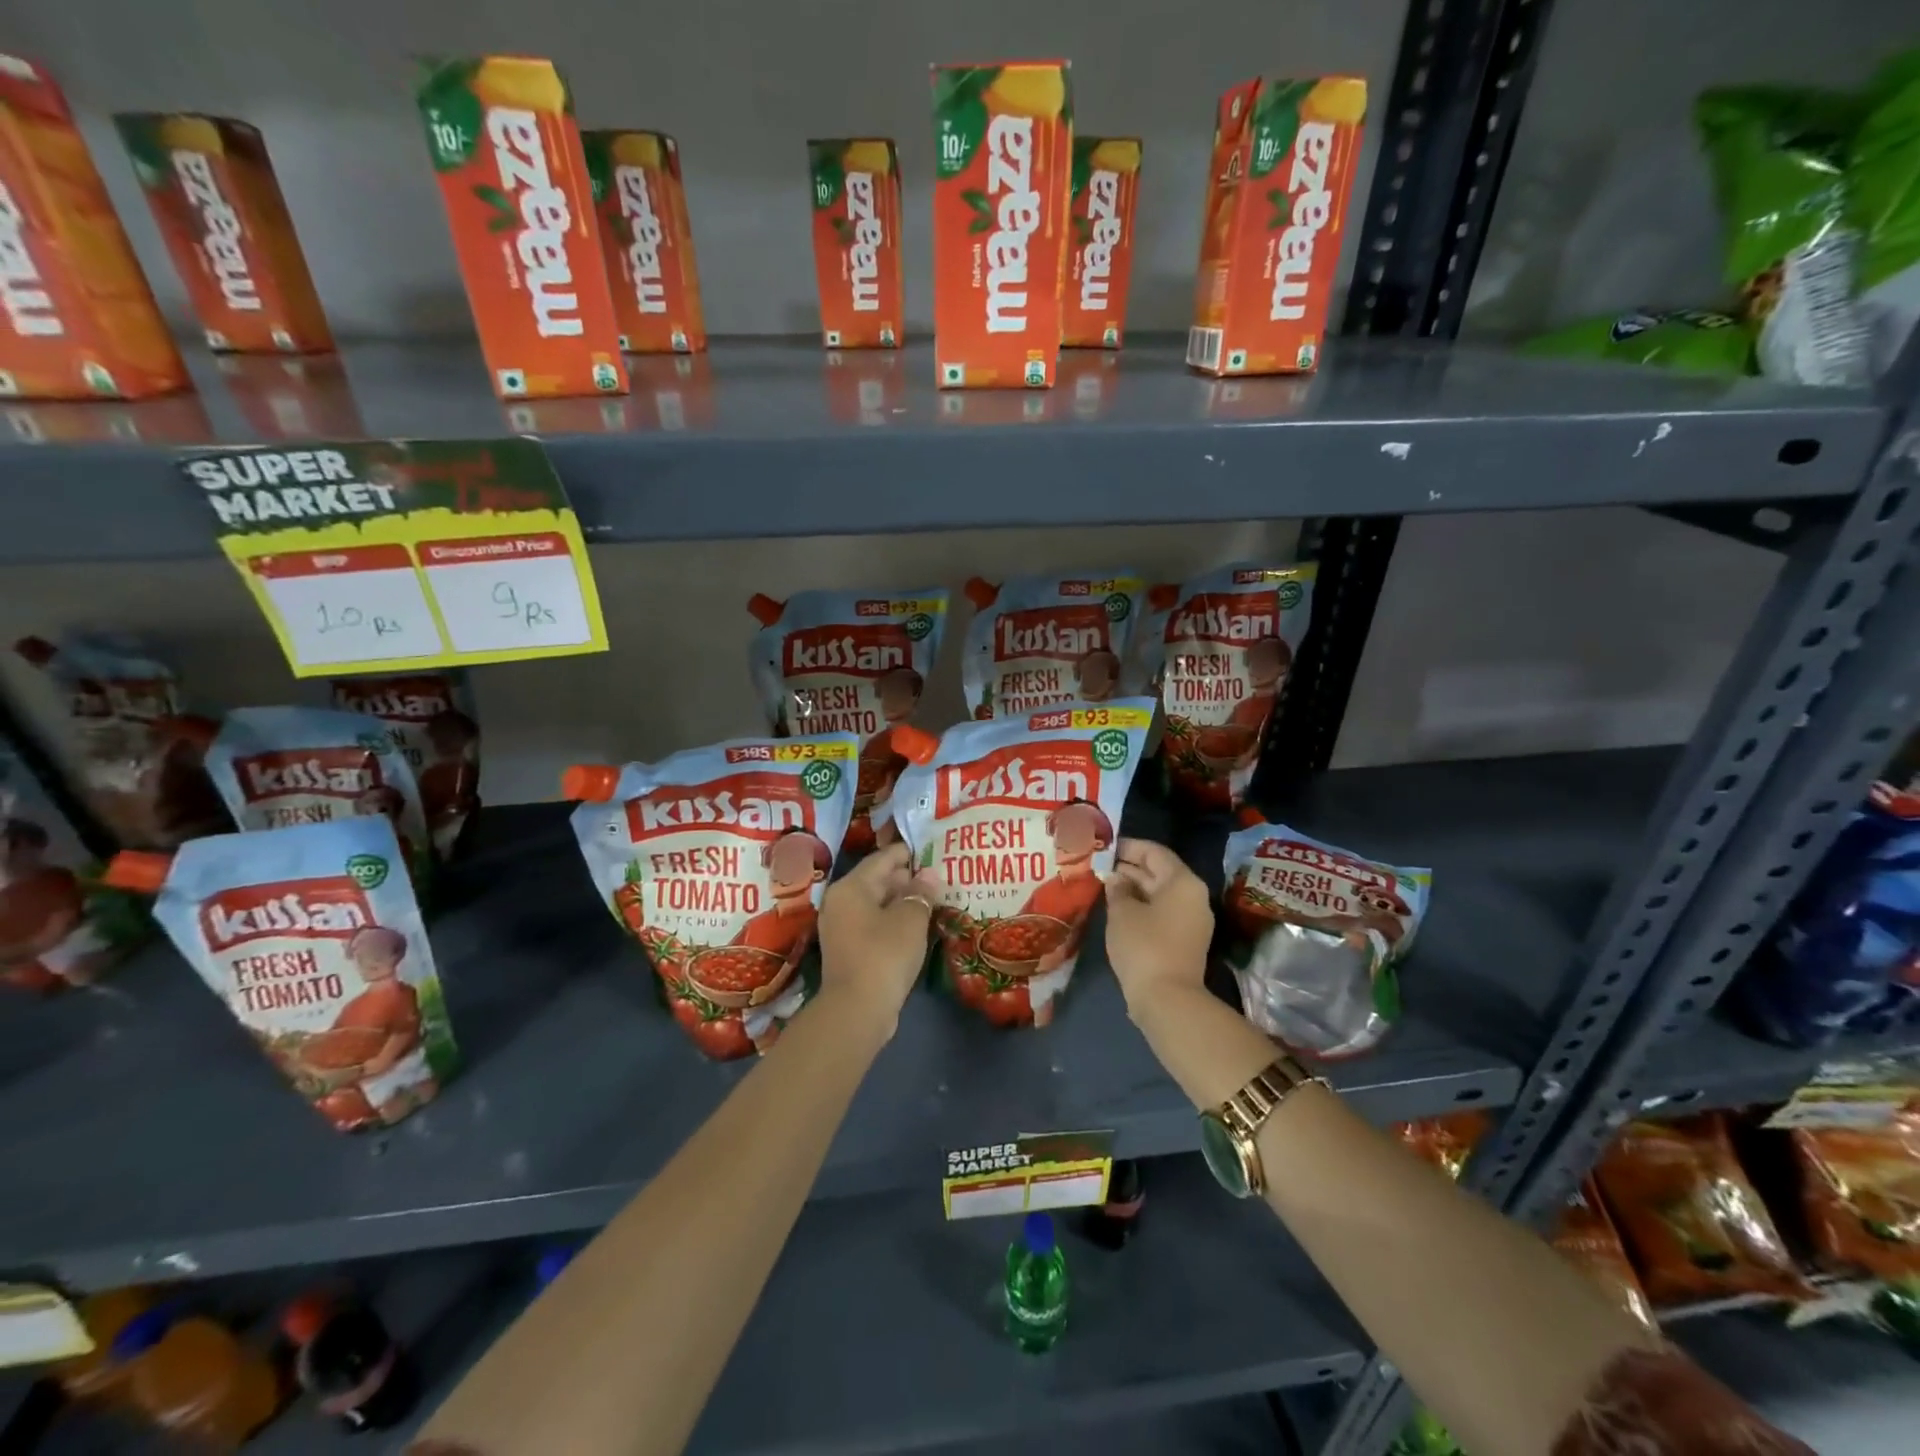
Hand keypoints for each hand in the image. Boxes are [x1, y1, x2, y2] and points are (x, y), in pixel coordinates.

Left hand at [817, 843, 941, 1031]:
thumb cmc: (884, 954)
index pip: (882, 858)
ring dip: (902, 901)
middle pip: (877, 880)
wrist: (857, 1010)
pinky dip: (894, 920)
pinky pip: (874, 924)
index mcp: (850, 887)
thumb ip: (920, 893)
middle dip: (907, 878)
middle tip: (939, 876)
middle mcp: (840, 902)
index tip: (932, 849)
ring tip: (933, 899)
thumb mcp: (910, 919)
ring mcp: (841, 927)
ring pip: (876, 904)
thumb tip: (929, 874)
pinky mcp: (848, 950)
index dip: (908, 852)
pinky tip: (917, 925)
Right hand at [1104, 838, 1213, 1016]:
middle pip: (1159, 872)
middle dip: (1128, 868)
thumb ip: (1117, 889)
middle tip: (1098, 866)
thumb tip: (1116, 879)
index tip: (1103, 847)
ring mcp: (1192, 920)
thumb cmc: (1144, 946)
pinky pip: (1162, 913)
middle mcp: (1193, 896)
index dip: (1128, 847)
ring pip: (1159, 894)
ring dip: (1133, 888)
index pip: (1154, 852)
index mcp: (1183, 882)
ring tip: (1103, 885)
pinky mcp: (1185, 941)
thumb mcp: (1122, 912)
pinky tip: (1117, 909)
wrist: (1168, 1000)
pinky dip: (1141, 907)